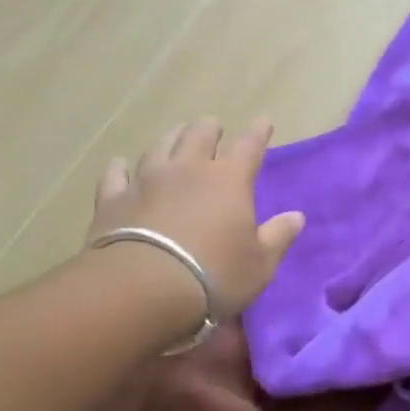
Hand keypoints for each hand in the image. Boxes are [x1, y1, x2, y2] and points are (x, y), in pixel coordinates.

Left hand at [84, 116, 304, 322]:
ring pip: (160, 147)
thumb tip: (297, 216)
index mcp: (230, 180)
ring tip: (176, 135)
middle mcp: (188, 169)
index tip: (264, 121)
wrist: (142, 289)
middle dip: (210, 128)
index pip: (249, 146)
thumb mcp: (260, 263)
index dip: (258, 132)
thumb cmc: (214, 275)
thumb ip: (278, 236)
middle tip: (214, 126)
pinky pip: (116, 174)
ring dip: (171, 138)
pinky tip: (120, 164)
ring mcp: (146, 180)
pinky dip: (121, 167)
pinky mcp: (113, 199)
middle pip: (200, 135)